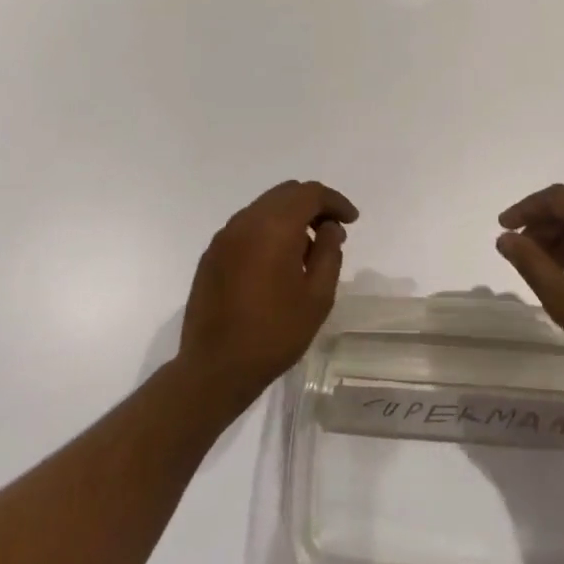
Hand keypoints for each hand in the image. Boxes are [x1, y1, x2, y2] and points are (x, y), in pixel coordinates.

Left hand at [178, 180, 357, 408]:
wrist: (215, 369)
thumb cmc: (274, 333)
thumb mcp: (317, 296)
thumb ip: (329, 252)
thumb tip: (329, 227)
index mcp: (274, 227)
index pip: (310, 193)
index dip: (335, 201)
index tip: (351, 220)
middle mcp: (246, 221)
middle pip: (286, 193)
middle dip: (313, 204)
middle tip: (331, 230)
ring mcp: (224, 236)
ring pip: (264, 207)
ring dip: (289, 217)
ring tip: (306, 249)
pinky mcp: (211, 254)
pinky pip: (247, 226)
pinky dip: (268, 230)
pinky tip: (277, 261)